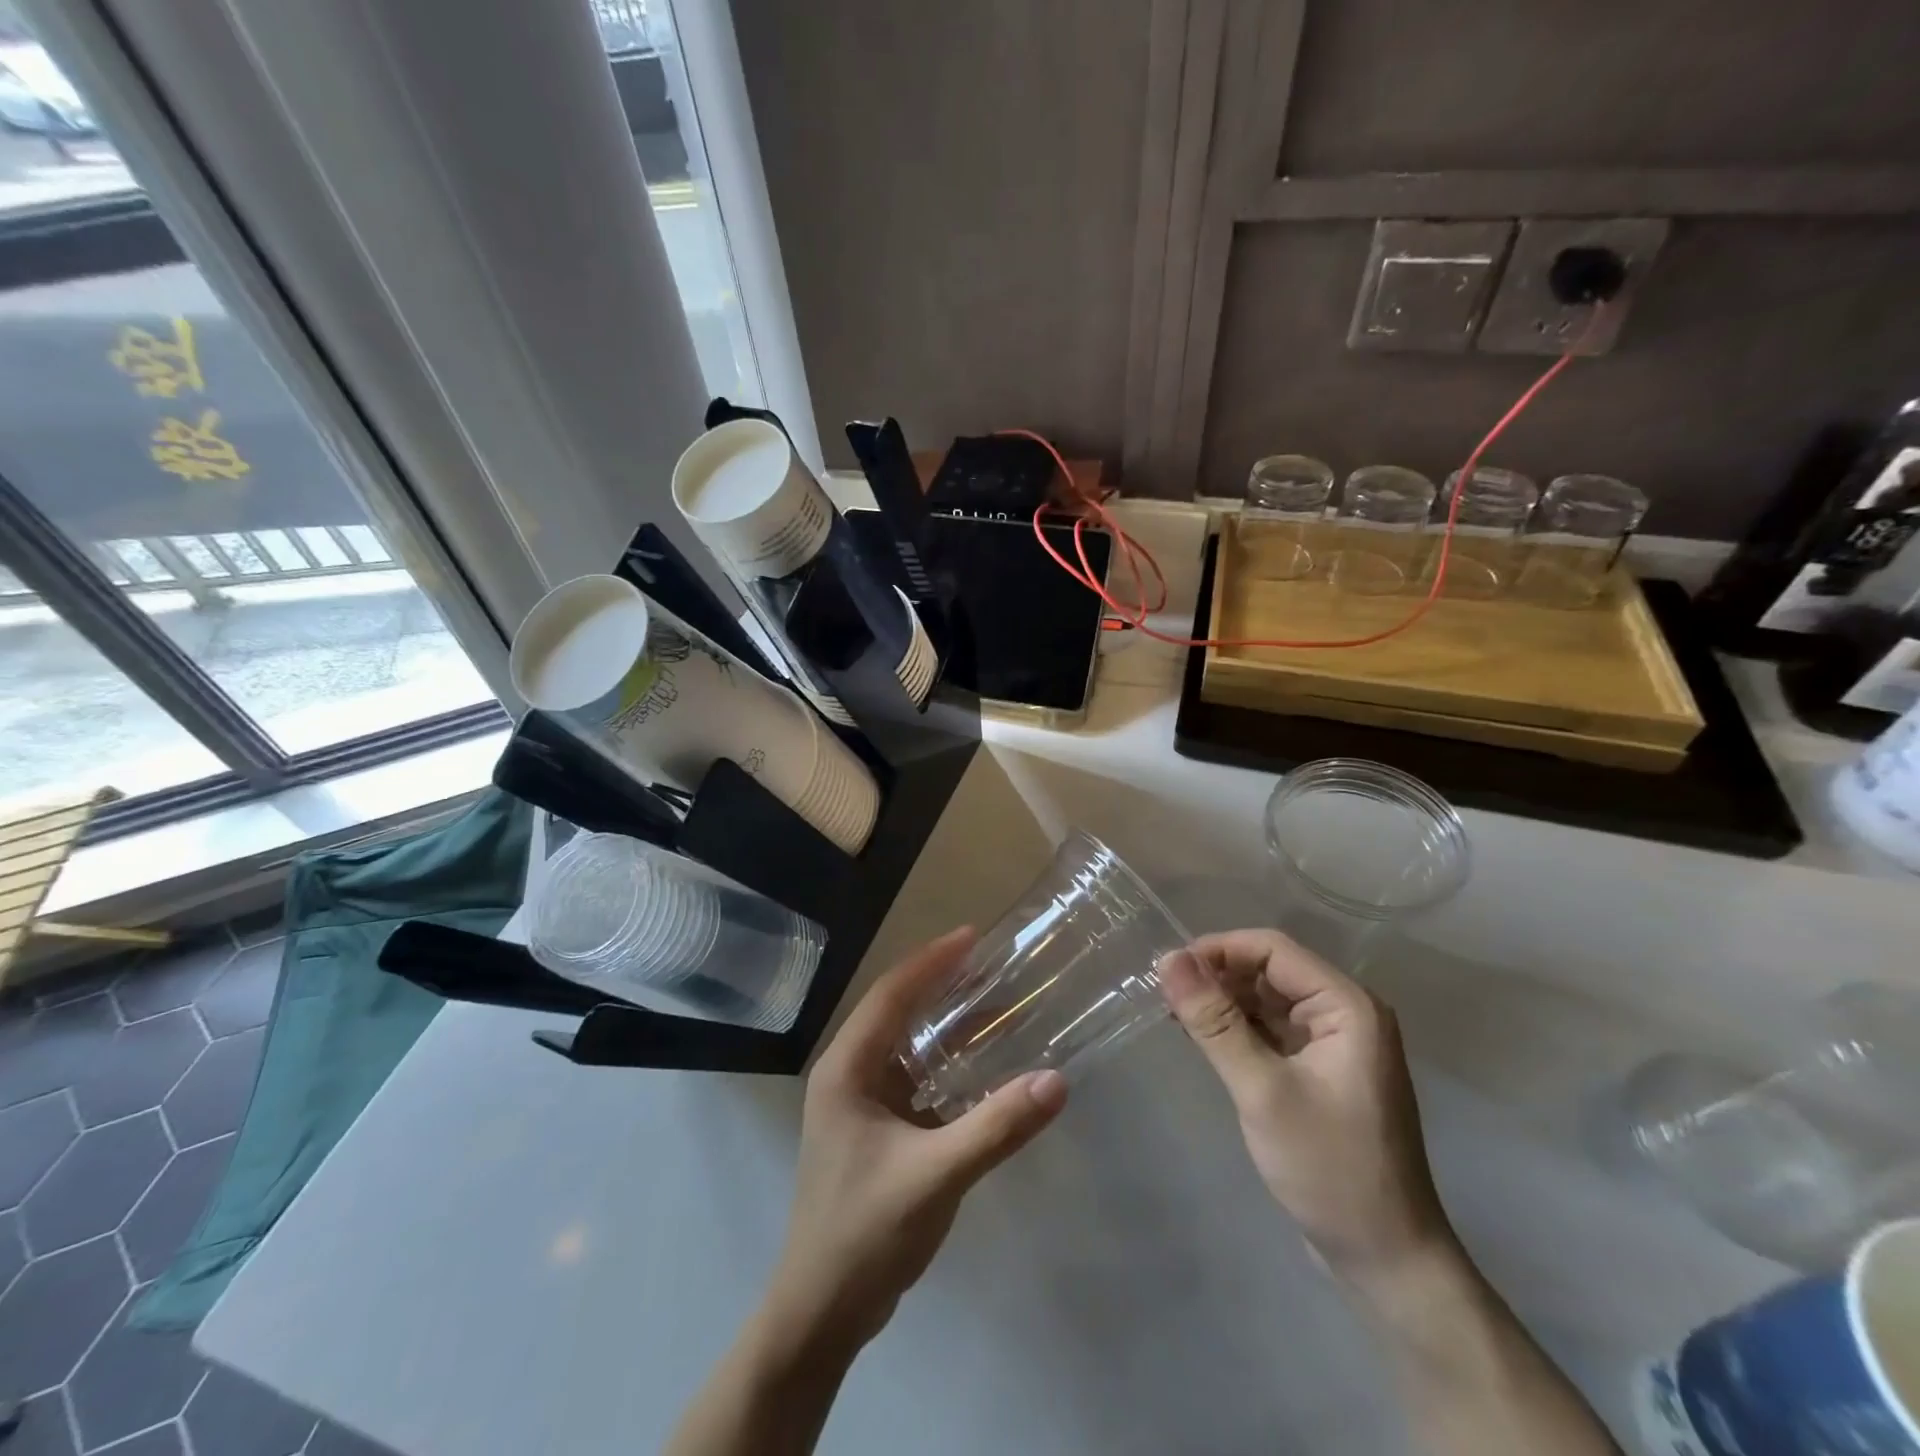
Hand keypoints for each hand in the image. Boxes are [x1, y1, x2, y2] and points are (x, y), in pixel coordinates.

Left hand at [766, 926, 1068, 1350]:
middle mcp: (848, 1074)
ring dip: (944, 1023)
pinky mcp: (875, 1130)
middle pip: (897, 1011)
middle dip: (940, 983)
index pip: (891, 994)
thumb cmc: (865, 1233)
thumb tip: (1056, 1081)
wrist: (821, 1314)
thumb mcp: (936, 1176)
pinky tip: (980, 1065)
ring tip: (993, 1002)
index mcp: (846, 1068)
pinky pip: (914, 1078)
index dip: (932, 961)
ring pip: (906, 1044)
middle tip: (991, 963)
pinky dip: (945, 1063)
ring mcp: (859, 1103)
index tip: (973, 936)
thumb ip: (996, 1127)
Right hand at [1160, 929, 1453, 1278]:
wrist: (1385, 1259)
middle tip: (1164, 995)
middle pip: (1269, 969)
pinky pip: (1272, 1028)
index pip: (1272, 949)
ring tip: (1175, 1015)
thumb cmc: (1328, 1168)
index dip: (1217, 950)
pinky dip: (1237, 1028)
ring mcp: (1334, 1042)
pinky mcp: (1320, 1068)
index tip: (1167, 970)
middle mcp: (1345, 1012)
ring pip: (1267, 998)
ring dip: (1223, 1002)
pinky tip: (1202, 1038)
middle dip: (1216, 976)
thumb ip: (1215, 1021)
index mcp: (1347, 1006)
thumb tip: (1168, 958)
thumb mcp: (1262, 1090)